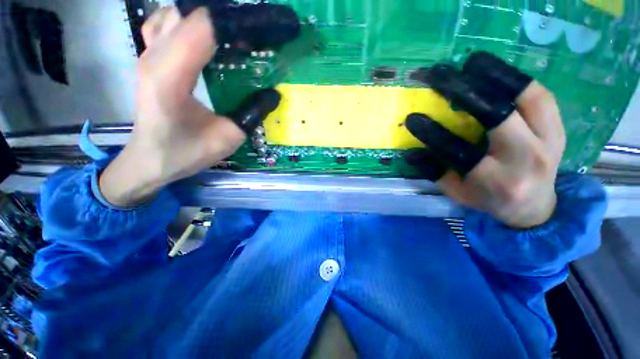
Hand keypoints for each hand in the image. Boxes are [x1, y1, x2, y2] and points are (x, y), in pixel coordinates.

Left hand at [99, 7, 279, 206]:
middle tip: (256, 35)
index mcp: (170, 77)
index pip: (204, 28)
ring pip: (177, 13)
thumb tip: (273, 94)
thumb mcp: (227, 139)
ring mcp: (147, 53)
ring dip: (209, 18)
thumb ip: (251, 115)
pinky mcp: (149, 57)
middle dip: (227, 18)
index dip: (237, 23)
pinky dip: (188, 21)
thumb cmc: (185, 153)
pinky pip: (165, 22)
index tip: (267, 30)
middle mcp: (154, 56)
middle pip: (190, 13)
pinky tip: (205, 35)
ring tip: (236, 35)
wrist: (150, 159)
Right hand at [405, 52, 565, 228]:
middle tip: (441, 76)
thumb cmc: (489, 200)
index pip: (457, 151)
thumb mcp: (457, 192)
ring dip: (497, 76)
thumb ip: (435, 172)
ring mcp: (550, 141)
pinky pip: (541, 97)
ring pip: (529, 98)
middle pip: (498, 117)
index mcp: (495, 181)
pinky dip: (517, 80)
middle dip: (466, 92)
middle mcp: (526, 159)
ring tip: (472, 62)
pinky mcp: (560, 129)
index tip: (412, 117)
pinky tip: (496, 72)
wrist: (535, 206)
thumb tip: (411, 152)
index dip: (432, 133)